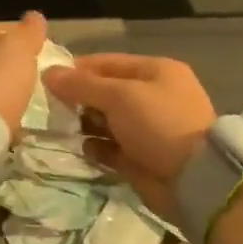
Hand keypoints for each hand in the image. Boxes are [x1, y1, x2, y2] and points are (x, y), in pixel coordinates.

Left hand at [0, 12, 47, 134]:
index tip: (48, 52)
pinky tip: (17, 114)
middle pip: (0, 56)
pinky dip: (4, 106)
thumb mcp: (19, 48)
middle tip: (44, 77)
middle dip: (19, 64)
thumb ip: (29, 32)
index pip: (7, 28)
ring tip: (34, 98)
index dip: (28, 37)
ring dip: (11, 87)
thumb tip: (34, 17)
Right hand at [41, 54, 215, 213]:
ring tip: (65, 129)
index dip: (77, 69)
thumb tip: (48, 73)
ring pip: (106, 120)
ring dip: (85, 124)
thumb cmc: (158, 124)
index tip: (48, 79)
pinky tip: (86, 149)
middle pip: (105, 91)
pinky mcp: (141, 156)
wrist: (194, 180)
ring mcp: (148, 128)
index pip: (107, 63)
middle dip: (79, 98)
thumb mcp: (118, 96)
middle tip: (54, 107)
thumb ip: (80, 85)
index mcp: (155, 72)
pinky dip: (97, 147)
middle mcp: (153, 96)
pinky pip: (110, 147)